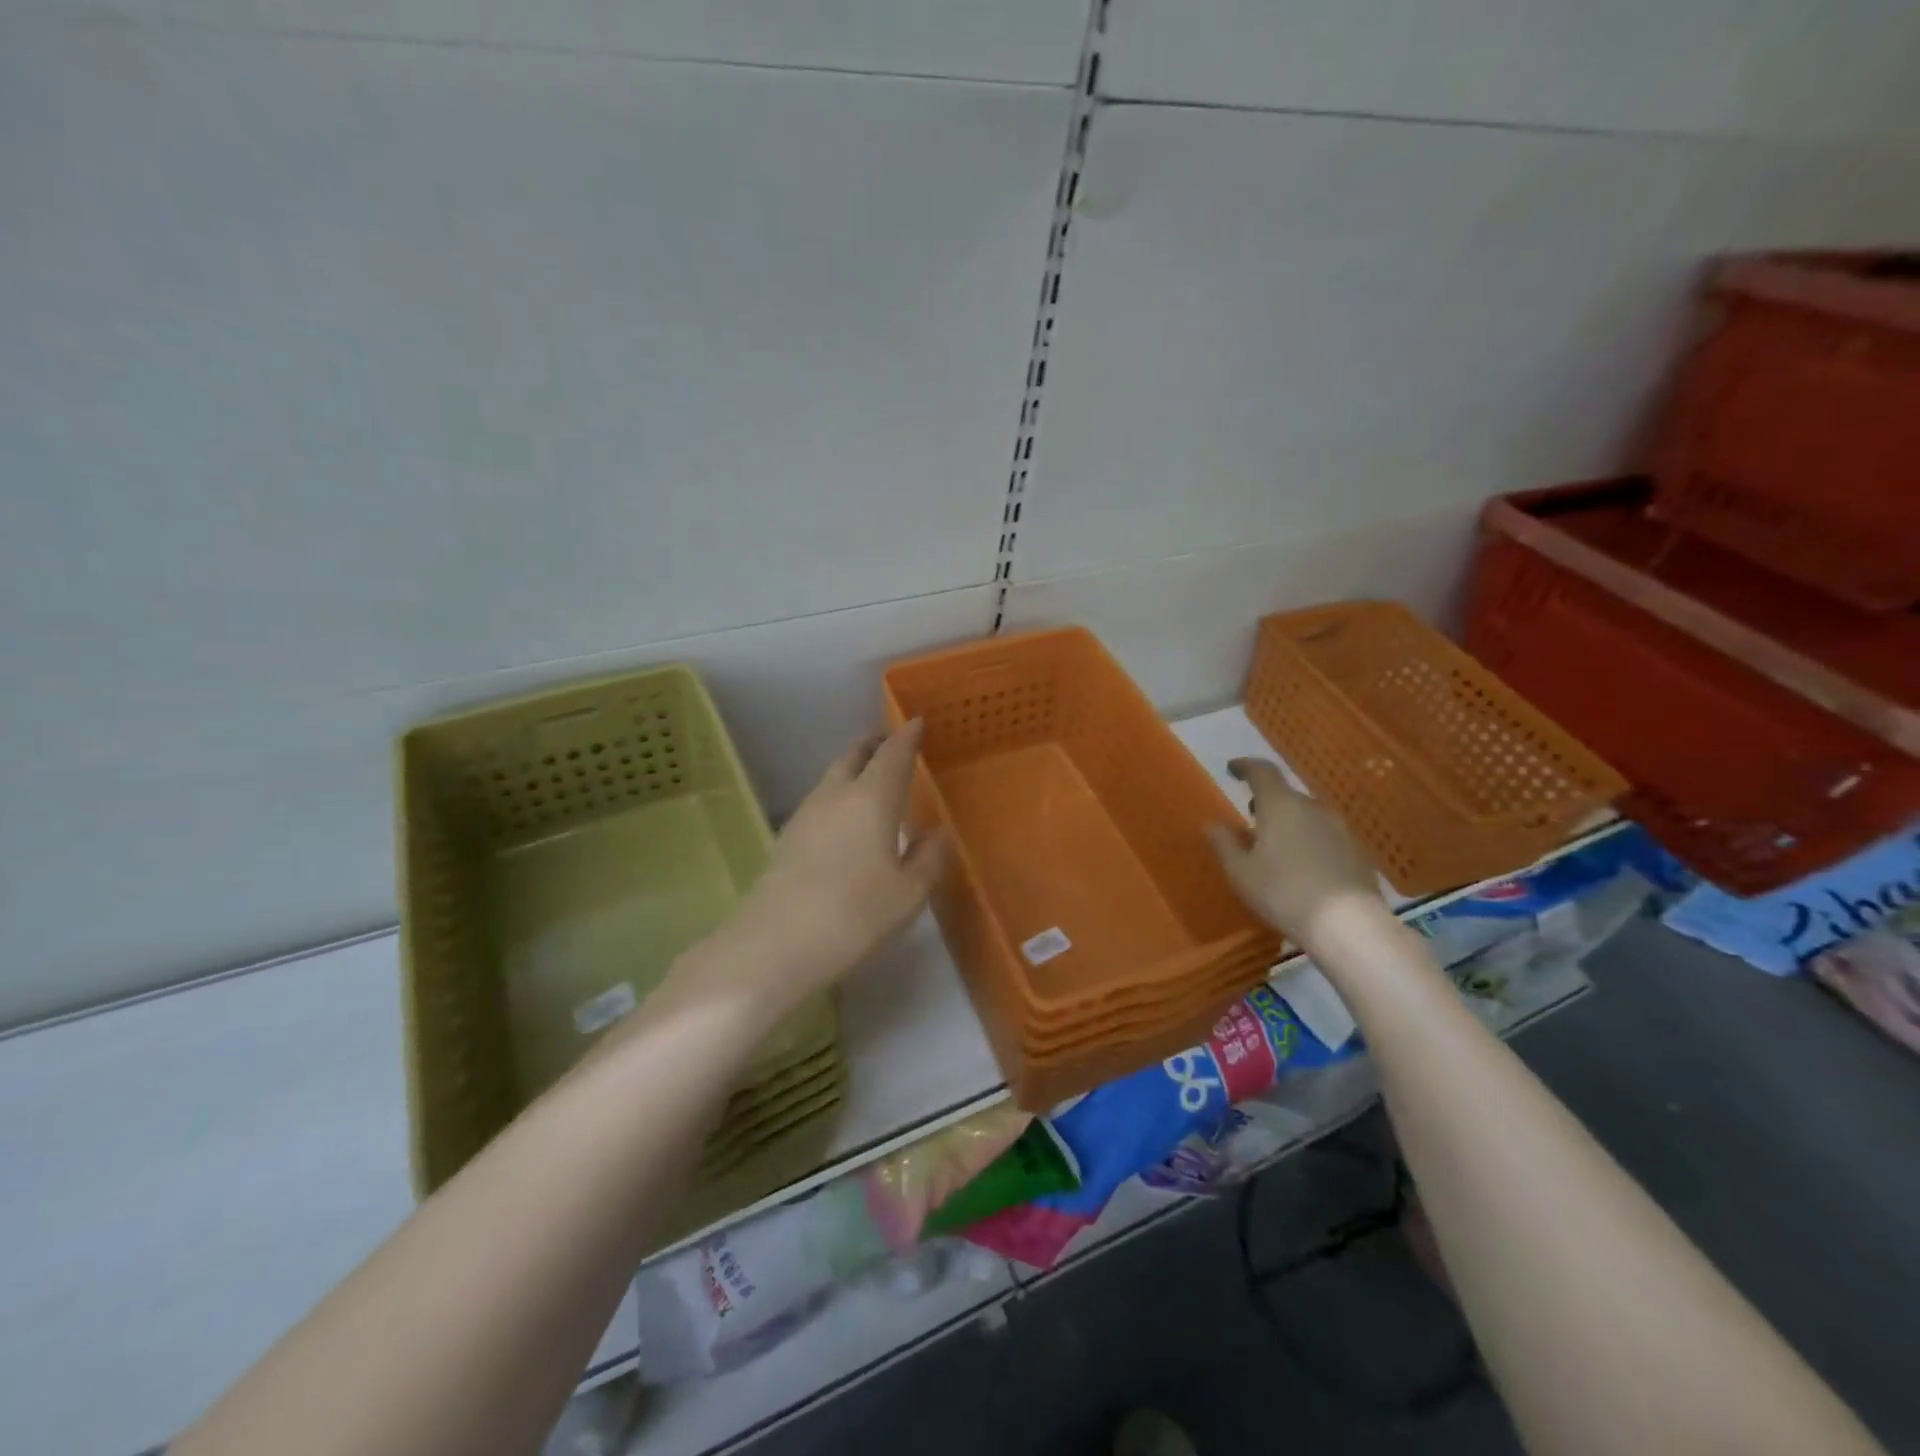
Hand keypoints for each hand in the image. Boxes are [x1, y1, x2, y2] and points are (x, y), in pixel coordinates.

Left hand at [711, 721, 945, 1003]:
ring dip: (854, 768)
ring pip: (833, 776)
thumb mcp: (908, 894)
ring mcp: (805, 814)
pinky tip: (846, 819)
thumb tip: (936, 833)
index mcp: (872, 799)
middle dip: (874, 744)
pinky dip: (839, 794)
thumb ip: (928, 858)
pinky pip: (820, 800)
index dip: (907, 736)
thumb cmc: (855, 915)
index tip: (917, 722)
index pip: (893, 754)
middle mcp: (836, 794)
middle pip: (854, 754)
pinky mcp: (787, 837)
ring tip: (872, 779)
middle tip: (892, 743)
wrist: (775, 945)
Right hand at [1204, 758, 1385, 951]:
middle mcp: (1313, 808)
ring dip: (1289, 822)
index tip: (1232, 769)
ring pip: (1308, 815)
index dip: (1245, 767)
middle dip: (1267, 801)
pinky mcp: (1357, 851)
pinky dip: (1309, 840)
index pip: (1262, 771)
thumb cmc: (1283, 893)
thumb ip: (1224, 844)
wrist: (1349, 925)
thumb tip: (1212, 824)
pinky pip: (1325, 835)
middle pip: (1286, 794)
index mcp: (1281, 805)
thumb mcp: (1241, 872)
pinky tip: (1303, 866)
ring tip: (1276, 844)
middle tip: (1251, 816)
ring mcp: (1340, 829)